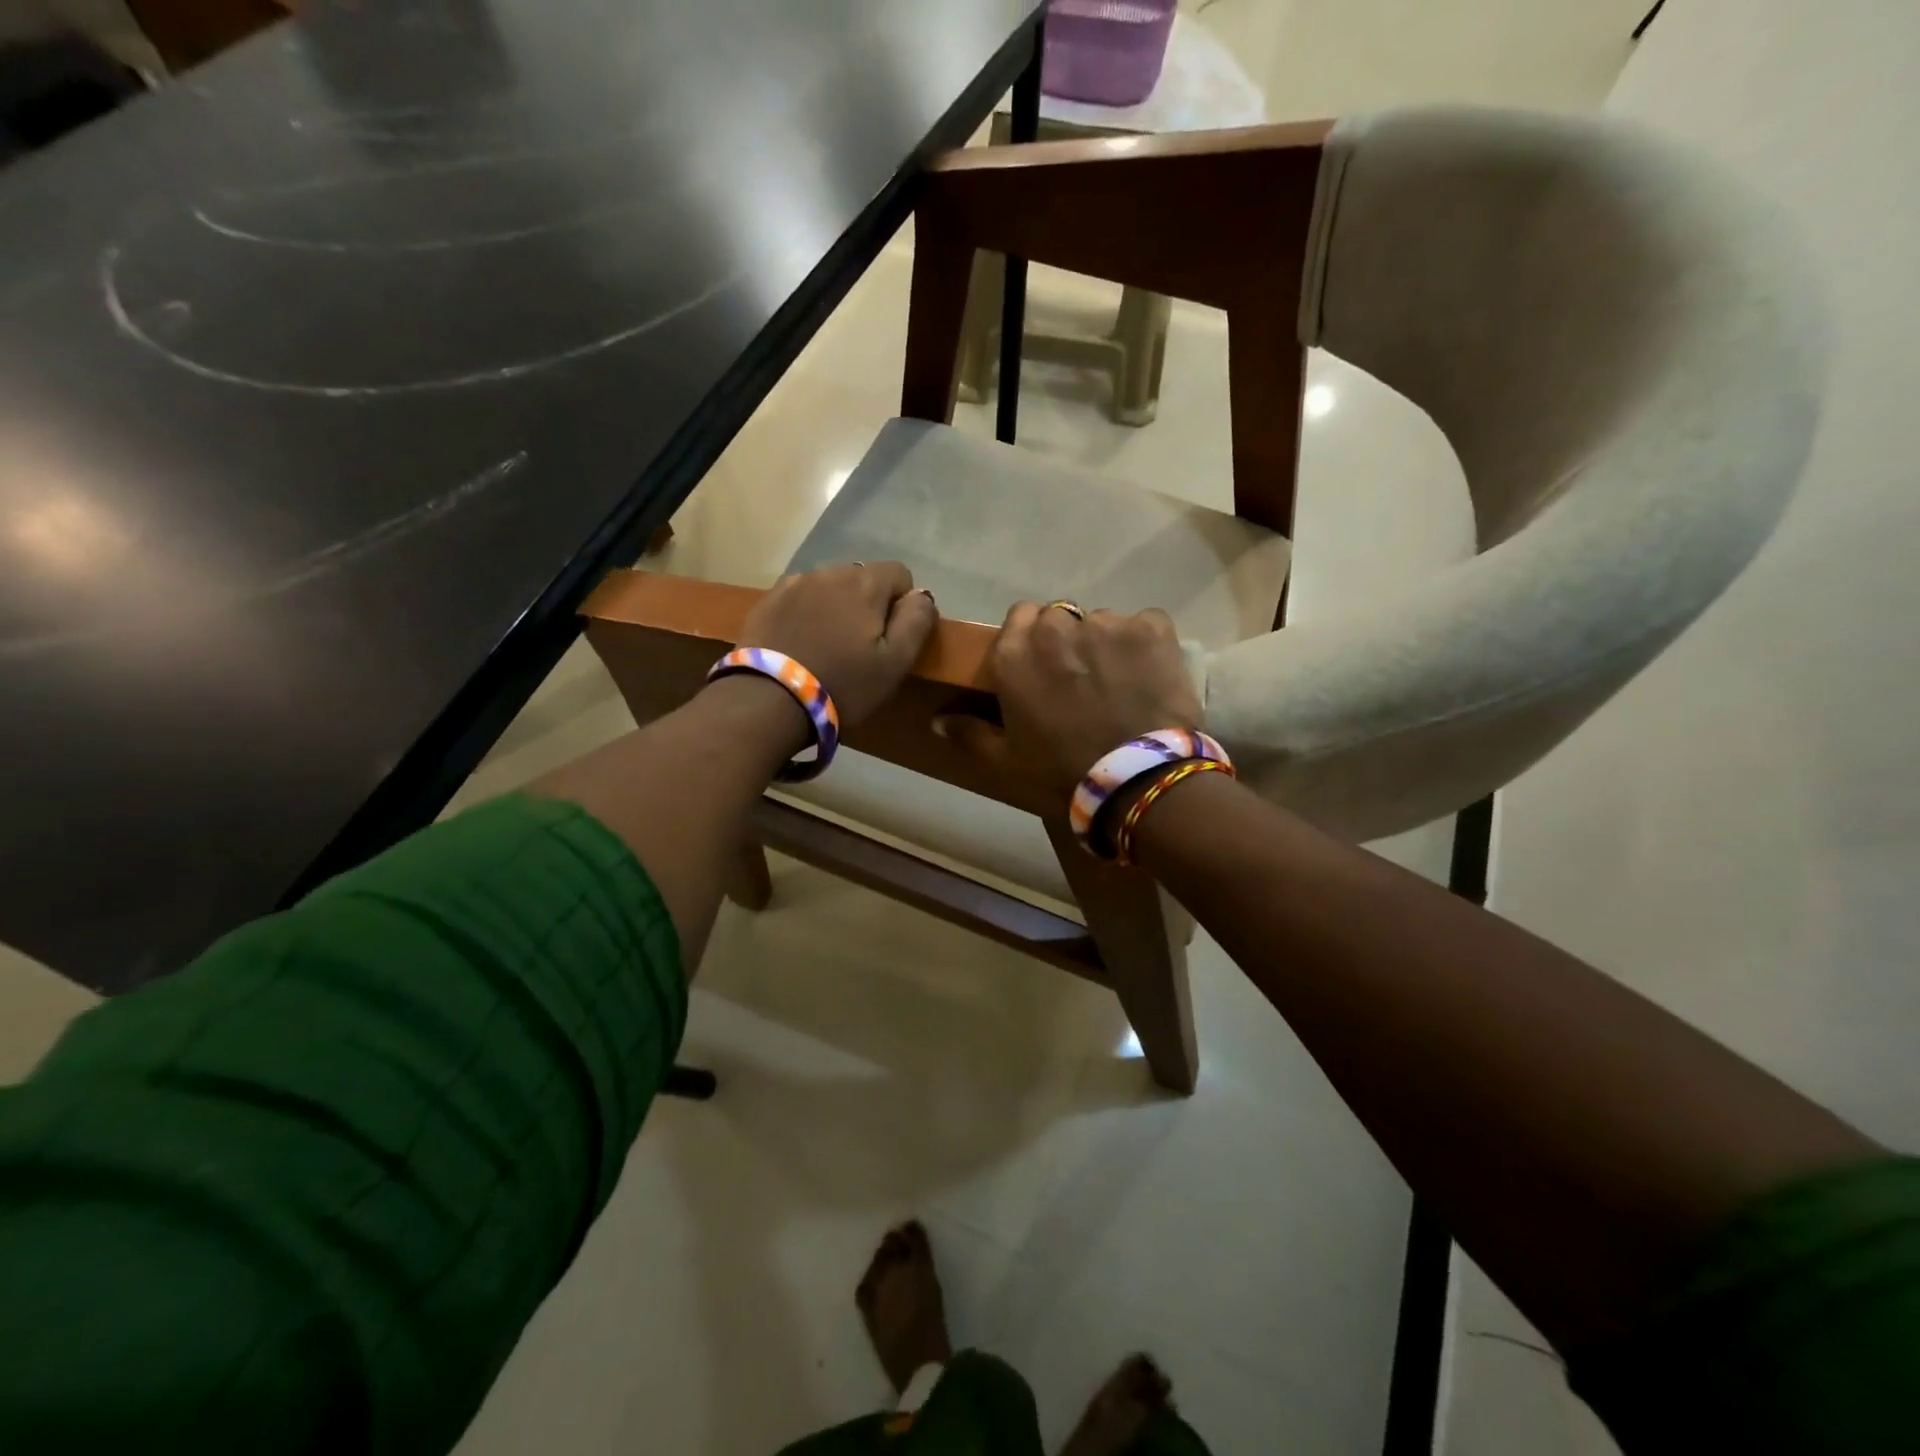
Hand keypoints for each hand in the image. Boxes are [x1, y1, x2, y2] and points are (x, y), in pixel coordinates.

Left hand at [737, 562, 938, 724]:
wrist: (768, 700)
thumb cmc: (843, 684)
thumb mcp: (895, 663)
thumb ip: (916, 621)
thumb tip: (921, 595)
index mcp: (865, 583)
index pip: (900, 573)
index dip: (903, 603)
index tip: (892, 636)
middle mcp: (830, 571)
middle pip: (863, 577)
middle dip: (869, 602)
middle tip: (861, 645)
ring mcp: (795, 583)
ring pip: (830, 585)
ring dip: (837, 605)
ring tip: (830, 643)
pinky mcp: (768, 600)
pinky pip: (801, 596)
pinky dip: (808, 611)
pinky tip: (802, 641)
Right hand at [942, 601, 1202, 811]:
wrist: (1137, 780)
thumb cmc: (1062, 772)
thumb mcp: (1007, 761)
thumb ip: (971, 733)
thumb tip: (938, 720)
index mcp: (1015, 652)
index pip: (1019, 616)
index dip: (1030, 638)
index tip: (1040, 666)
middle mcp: (1057, 627)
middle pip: (1060, 617)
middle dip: (1067, 640)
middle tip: (1079, 679)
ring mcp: (1108, 623)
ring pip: (1102, 622)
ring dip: (1104, 644)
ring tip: (1119, 683)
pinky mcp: (1152, 628)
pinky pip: (1146, 624)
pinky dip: (1146, 645)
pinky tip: (1150, 675)